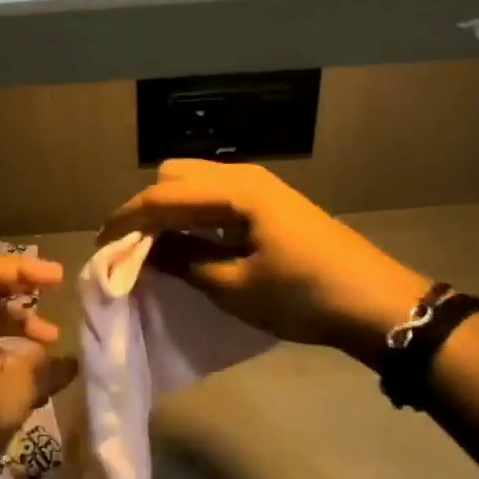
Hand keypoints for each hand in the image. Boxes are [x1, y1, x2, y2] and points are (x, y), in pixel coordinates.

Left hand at [0, 253, 78, 478]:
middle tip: (59, 304)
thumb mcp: (2, 404)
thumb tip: (72, 359)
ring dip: (25, 328)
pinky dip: (21, 359)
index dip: (22, 267)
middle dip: (27, 295)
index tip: (58, 278)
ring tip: (54, 345)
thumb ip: (40, 375)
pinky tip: (43, 379)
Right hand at [99, 160, 421, 353]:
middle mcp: (241, 176)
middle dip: (147, 207)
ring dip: (170, 209)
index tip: (101, 245)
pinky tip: (191, 243)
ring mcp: (257, 186)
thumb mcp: (236, 287)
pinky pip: (214, 195)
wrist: (378, 303)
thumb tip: (144, 252)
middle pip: (174, 176)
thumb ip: (185, 262)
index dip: (127, 218)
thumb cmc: (304, 296)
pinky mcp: (267, 202)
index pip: (162, 195)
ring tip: (157, 249)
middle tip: (133, 248)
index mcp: (232, 190)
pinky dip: (193, 214)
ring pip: (194, 183)